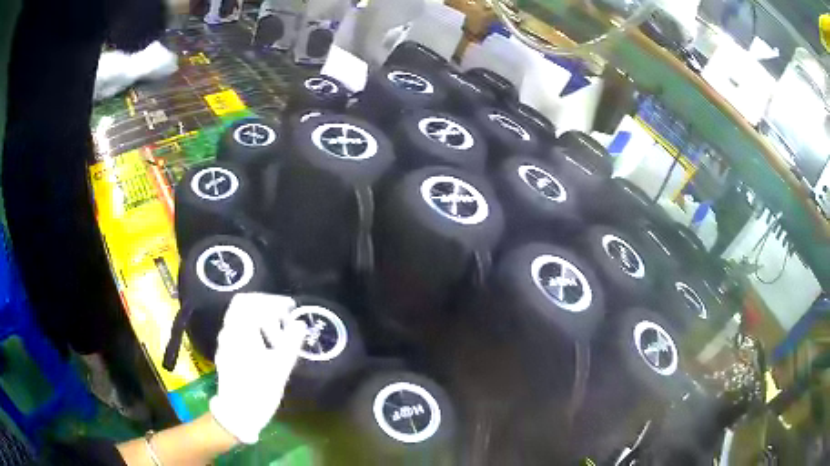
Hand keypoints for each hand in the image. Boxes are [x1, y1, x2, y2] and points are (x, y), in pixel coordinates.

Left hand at [209, 293, 307, 443]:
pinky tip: (264, 345)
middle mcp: (228, 331)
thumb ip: (291, 342)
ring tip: (277, 334)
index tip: (290, 309)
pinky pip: (237, 329)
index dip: (272, 300)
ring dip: (258, 317)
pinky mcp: (225, 352)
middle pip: (243, 304)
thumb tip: (299, 323)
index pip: (252, 301)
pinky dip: (251, 328)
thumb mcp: (281, 367)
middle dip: (265, 306)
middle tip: (284, 318)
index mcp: (240, 331)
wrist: (238, 413)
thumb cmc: (260, 390)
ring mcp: (224, 342)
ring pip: (238, 316)